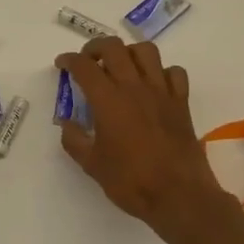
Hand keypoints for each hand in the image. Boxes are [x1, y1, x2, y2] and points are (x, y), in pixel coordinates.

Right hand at [56, 38, 241, 243]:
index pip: (84, 66)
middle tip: (88, 61)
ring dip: (129, 52)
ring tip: (121, 67)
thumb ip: (75, 139)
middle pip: (113, 47)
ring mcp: (161, 92)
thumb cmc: (131, 181)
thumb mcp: (92, 165)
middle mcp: (134, 87)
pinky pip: (174, 72)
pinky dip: (161, 72)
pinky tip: (153, 85)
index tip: (62, 65)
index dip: (69, 60)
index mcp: (108, 100)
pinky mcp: (181, 102)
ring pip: (146, 51)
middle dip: (95, 47)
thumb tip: (67, 123)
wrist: (180, 196)